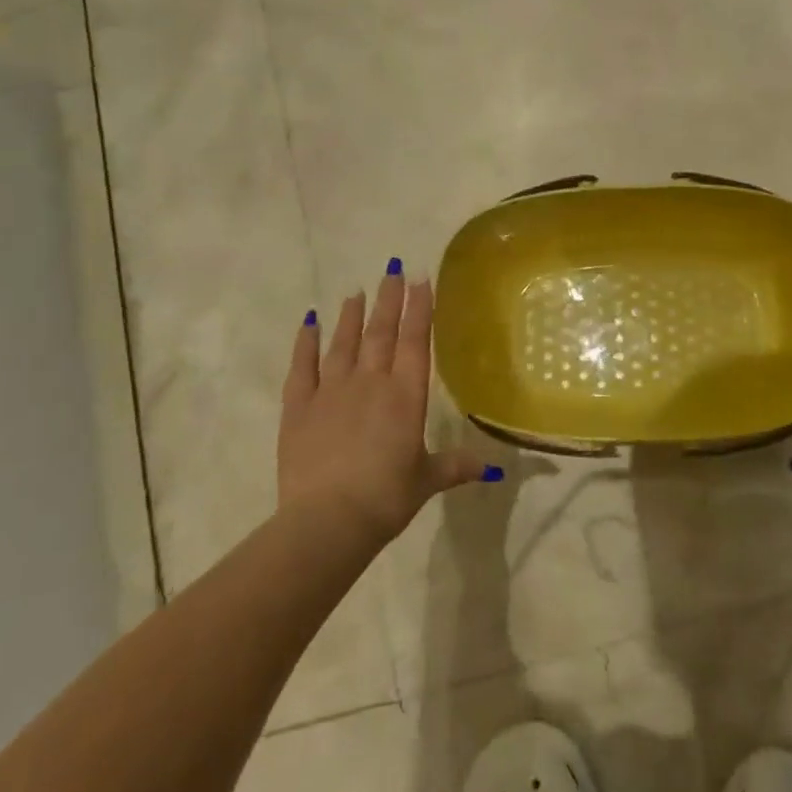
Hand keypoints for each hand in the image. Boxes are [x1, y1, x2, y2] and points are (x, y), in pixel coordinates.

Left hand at [278, 264, 489, 545]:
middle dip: (389, 300)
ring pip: (344, 343)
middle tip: (392, 271)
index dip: (419, 309)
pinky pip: (302, 366)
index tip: (421, 279)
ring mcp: (331, 391)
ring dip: (351, 316)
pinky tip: (309, 322)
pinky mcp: (299, 406)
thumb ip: (456, 466)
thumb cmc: (386, 498)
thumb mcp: (426, 480)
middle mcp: (370, 383)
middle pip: (381, 333)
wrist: (328, 520)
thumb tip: (492, 469)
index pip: (415, 341)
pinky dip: (305, 342)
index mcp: (405, 396)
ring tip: (356, 292)